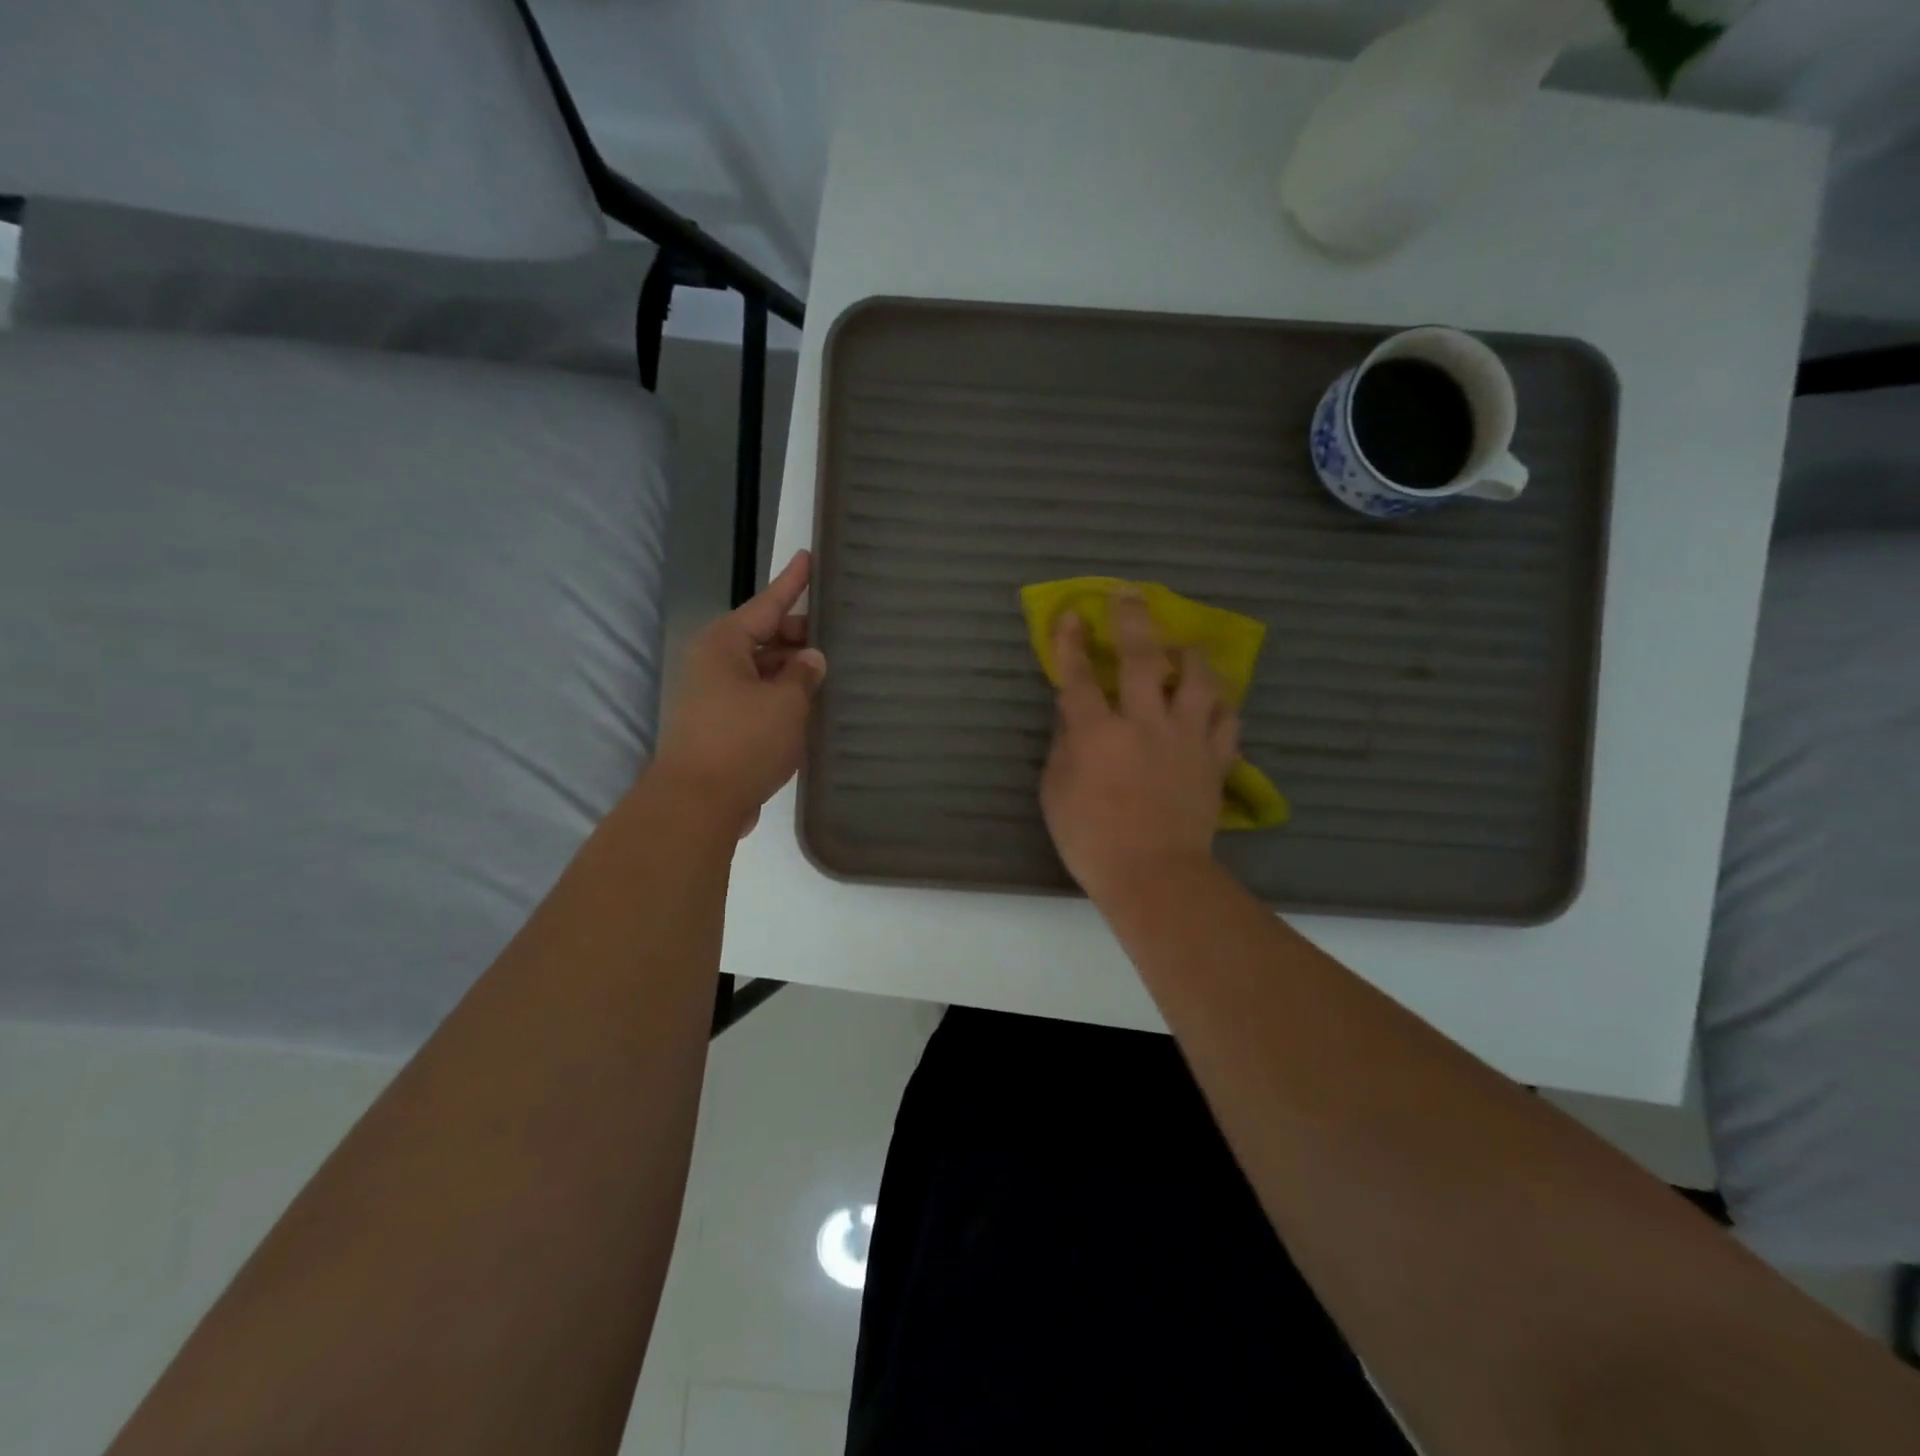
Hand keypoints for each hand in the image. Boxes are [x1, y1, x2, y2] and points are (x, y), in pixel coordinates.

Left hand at [652, 551, 826, 834]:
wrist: (697, 804)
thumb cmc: (743, 741)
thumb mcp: (786, 702)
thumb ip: (803, 674)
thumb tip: (811, 659)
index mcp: (724, 644)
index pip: (767, 604)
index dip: (792, 583)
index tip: (808, 558)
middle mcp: (713, 663)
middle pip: (763, 637)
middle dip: (798, 637)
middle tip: (837, 635)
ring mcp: (711, 696)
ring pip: (761, 671)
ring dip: (791, 672)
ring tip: (830, 673)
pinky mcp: (717, 726)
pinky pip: (755, 699)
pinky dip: (779, 699)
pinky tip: (808, 708)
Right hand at [1039, 592, 1237, 900]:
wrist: (1154, 875)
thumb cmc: (1091, 839)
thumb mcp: (1055, 793)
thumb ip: (1062, 747)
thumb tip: (1071, 715)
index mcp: (1097, 732)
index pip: (1079, 675)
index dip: (1072, 642)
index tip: (1072, 615)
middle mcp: (1143, 723)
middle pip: (1140, 658)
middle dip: (1133, 620)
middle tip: (1130, 594)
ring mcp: (1184, 739)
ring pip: (1197, 680)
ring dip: (1190, 656)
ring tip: (1186, 647)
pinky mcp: (1213, 760)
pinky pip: (1226, 721)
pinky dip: (1221, 705)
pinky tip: (1215, 700)